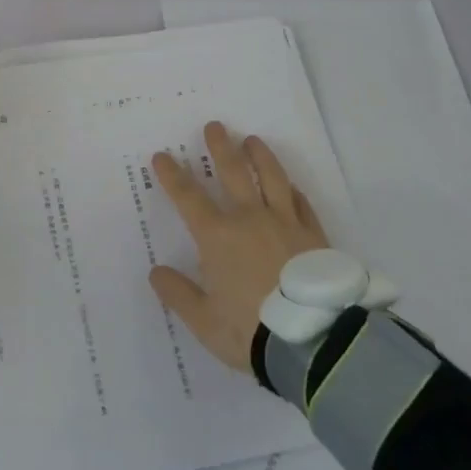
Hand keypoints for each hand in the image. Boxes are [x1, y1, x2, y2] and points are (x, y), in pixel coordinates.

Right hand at [148, 122, 328, 371]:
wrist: (315, 343)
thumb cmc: (250, 330)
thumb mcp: (203, 321)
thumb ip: (178, 294)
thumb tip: (156, 272)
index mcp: (217, 236)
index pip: (188, 196)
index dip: (172, 175)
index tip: (162, 156)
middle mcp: (250, 219)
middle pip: (233, 172)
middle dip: (220, 147)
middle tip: (215, 126)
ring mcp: (286, 224)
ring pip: (272, 178)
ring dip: (260, 156)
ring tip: (253, 140)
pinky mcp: (315, 237)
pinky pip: (302, 205)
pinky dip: (293, 191)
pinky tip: (291, 187)